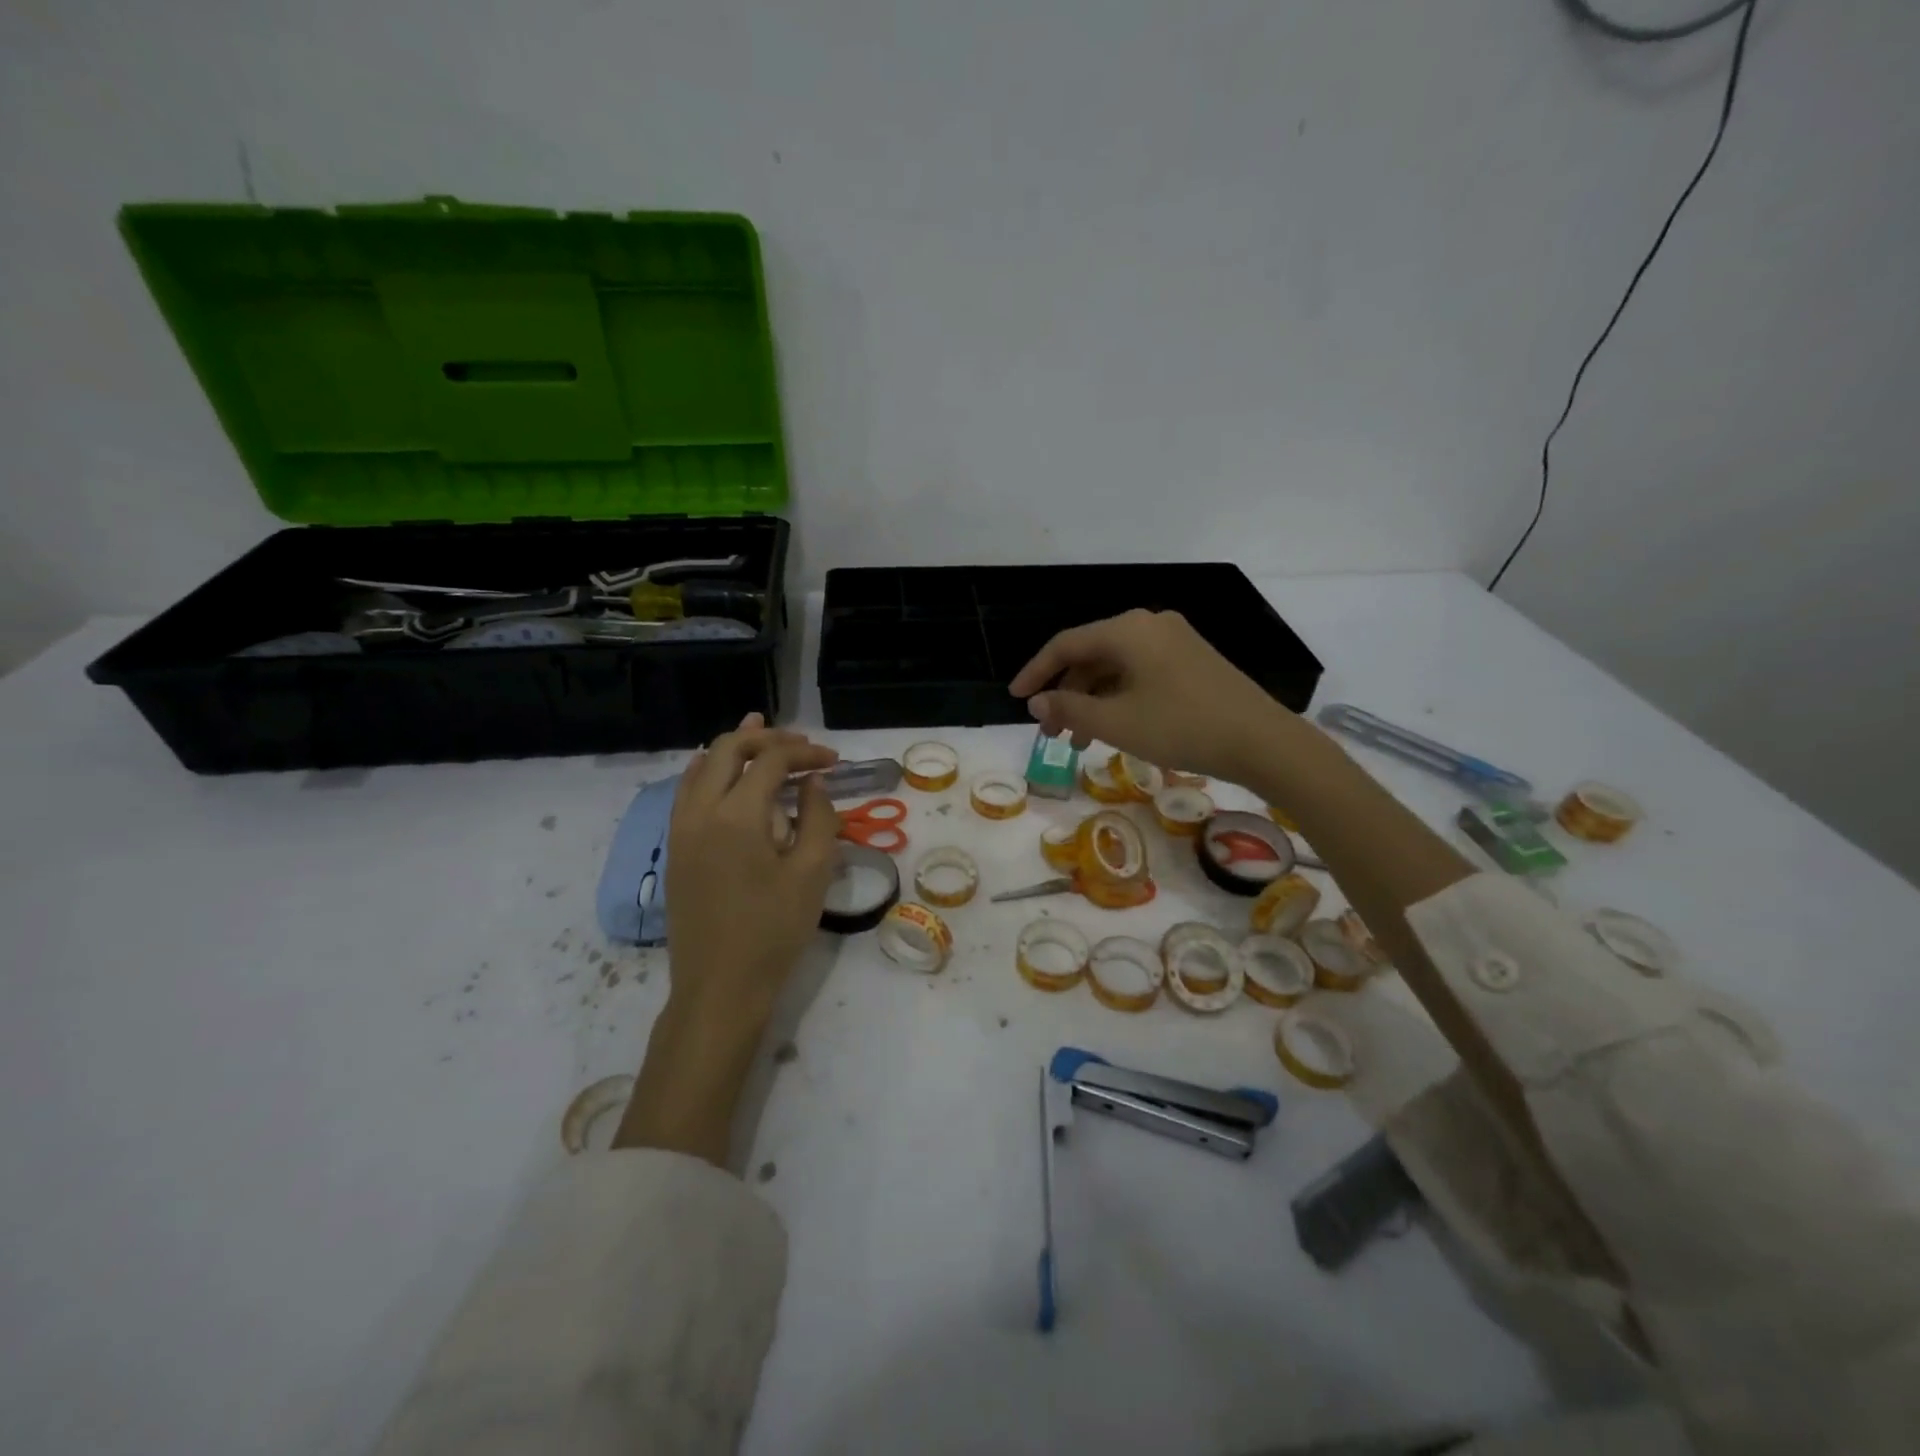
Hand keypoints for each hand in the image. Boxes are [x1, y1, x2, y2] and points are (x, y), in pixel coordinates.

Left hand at [614, 714, 838, 1163]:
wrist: (719, 987)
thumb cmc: (774, 931)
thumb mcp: (812, 874)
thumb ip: (819, 817)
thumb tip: (814, 782)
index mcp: (737, 815)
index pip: (771, 761)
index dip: (804, 752)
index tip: (833, 760)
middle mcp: (700, 811)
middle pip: (728, 751)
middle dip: (767, 738)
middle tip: (800, 742)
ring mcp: (680, 829)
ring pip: (701, 766)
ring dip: (734, 749)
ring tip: (760, 734)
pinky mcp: (675, 848)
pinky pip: (688, 791)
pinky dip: (710, 771)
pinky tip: (726, 775)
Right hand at [1009, 609, 1298, 787]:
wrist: (1262, 741)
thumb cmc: (1181, 727)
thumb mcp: (1116, 722)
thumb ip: (1069, 708)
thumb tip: (1037, 701)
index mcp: (1128, 630)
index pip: (1066, 645)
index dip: (1035, 672)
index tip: (1015, 699)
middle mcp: (1149, 625)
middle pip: (1091, 655)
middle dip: (1066, 693)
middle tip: (1051, 731)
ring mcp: (1175, 641)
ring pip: (1116, 667)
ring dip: (1092, 700)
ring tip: (1080, 741)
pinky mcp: (1192, 660)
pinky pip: (1140, 673)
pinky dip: (1119, 698)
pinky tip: (1115, 728)